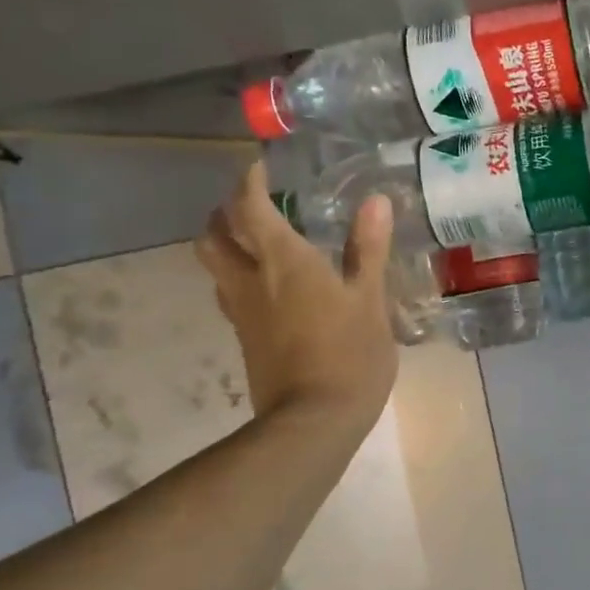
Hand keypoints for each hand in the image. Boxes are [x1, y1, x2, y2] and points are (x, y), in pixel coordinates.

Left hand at [195, 163, 398, 421]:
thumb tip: (376, 201)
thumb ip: (368, 249)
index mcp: (283, 263)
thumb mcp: (370, 300)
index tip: (261, 168)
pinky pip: (230, 296)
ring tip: (257, 243)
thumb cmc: (350, 354)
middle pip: (213, 236)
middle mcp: (251, 281)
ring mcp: (243, 314)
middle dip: (224, 214)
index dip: (250, 183)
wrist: (314, 421)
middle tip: (252, 207)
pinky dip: (240, 278)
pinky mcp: (246, 340)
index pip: (249, 208)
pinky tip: (270, 289)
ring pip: (215, 267)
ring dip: (226, 246)